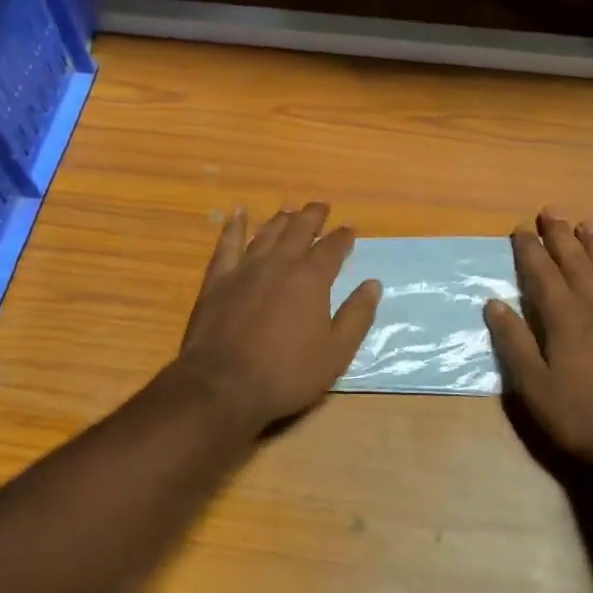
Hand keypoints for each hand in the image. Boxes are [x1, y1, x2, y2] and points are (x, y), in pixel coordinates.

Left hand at [171, 203, 381, 433]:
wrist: (223, 386)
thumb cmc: (286, 373)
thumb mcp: (335, 353)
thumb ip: (356, 316)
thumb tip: (373, 284)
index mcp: (311, 278)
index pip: (332, 247)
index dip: (343, 236)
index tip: (350, 228)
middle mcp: (280, 263)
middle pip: (299, 229)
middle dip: (313, 216)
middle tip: (322, 206)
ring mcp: (246, 268)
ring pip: (267, 232)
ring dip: (281, 218)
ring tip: (289, 208)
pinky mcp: (218, 279)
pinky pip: (227, 244)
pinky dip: (234, 226)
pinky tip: (237, 213)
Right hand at [484, 211, 592, 468]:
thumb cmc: (583, 416)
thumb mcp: (535, 387)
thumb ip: (514, 343)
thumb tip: (494, 303)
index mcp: (564, 318)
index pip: (542, 273)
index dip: (530, 249)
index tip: (520, 228)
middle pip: (575, 262)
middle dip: (560, 235)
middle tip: (550, 211)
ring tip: (586, 224)